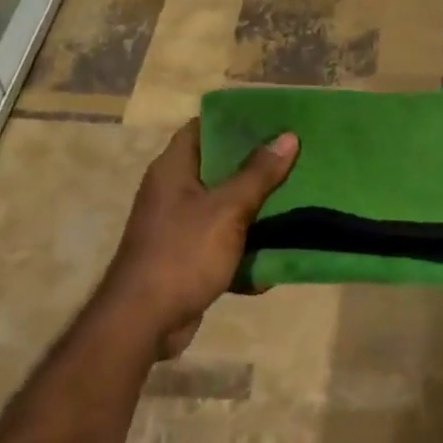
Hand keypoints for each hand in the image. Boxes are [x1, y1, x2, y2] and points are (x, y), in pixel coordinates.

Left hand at [98, 121, 298, 355]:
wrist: (144, 322)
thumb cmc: (183, 254)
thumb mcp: (227, 210)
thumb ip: (258, 174)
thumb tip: (288, 137)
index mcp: (174, 169)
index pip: (203, 127)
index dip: (237, 121)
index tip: (275, 120)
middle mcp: (173, 192)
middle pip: (219, 167)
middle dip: (257, 166)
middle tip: (296, 159)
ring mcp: (179, 226)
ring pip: (225, 207)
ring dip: (257, 209)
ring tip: (298, 199)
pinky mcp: (188, 257)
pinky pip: (223, 243)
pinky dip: (246, 249)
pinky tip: (277, 255)